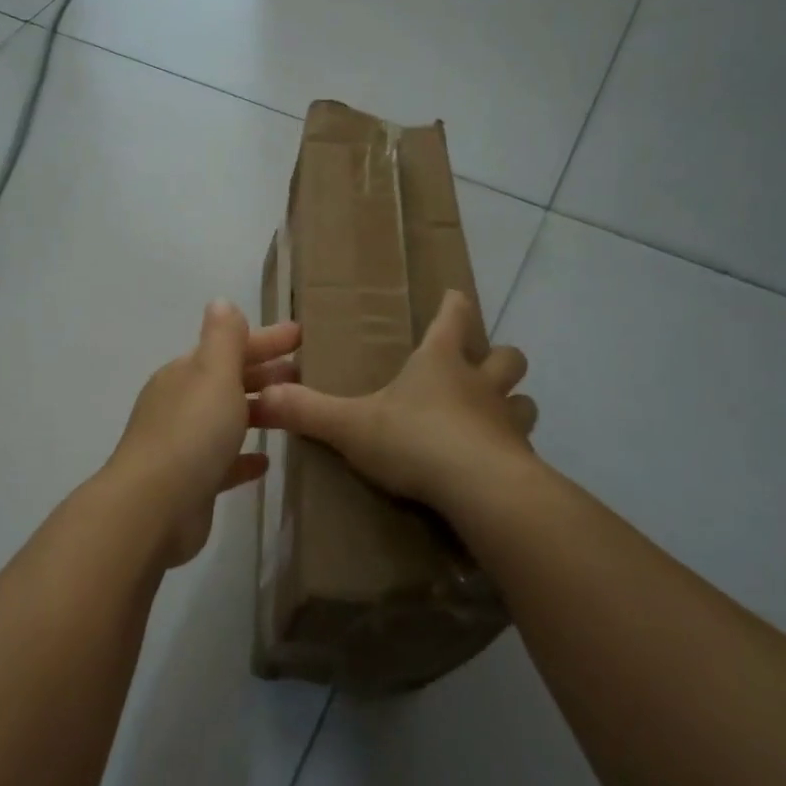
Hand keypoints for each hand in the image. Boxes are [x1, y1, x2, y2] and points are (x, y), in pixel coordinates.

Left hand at [107, 300, 300, 566]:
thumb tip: (221, 302)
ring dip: (257, 412)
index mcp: (186, 374)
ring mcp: (184, 445)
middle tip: (306, 373)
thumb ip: (223, 338)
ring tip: (295, 411)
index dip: (266, 339)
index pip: (230, 347)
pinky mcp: (193, 483)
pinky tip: (265, 461)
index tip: (302, 335)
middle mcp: (181, 404)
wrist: (153, 508)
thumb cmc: (191, 432)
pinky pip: (224, 463)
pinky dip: (243, 458)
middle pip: (229, 382)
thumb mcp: (213, 373)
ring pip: (227, 420)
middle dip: (265, 374)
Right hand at [252, 290, 538, 515]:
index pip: (453, 318)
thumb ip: (307, 411)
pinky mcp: (522, 460)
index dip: (453, 306)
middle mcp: (480, 384)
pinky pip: (524, 447)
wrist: (479, 490)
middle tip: (481, 368)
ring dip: (514, 404)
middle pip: (506, 356)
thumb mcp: (351, 426)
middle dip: (498, 357)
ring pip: (524, 401)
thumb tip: (260, 397)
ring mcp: (508, 422)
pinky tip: (497, 467)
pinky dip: (514, 451)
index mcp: (440, 363)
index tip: (454, 296)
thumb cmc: (414, 440)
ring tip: (495, 419)